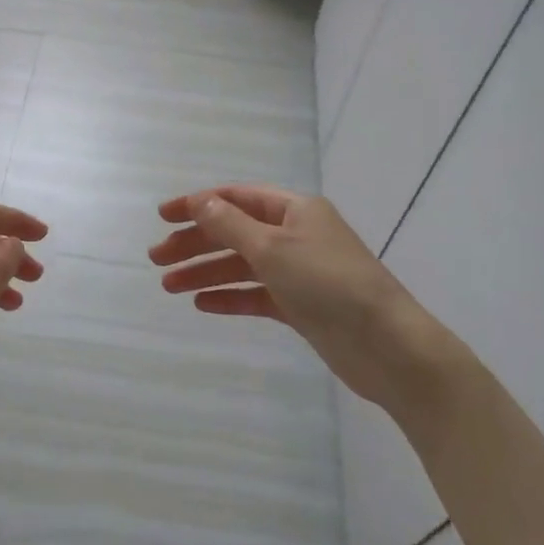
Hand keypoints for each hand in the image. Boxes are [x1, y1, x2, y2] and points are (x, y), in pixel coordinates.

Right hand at [150, 185, 452, 408]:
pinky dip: (230, 297)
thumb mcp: (272, 248)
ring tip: (168, 286)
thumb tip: (199, 200)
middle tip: (156, 259)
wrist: (387, 346)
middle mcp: (295, 235)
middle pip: (234, 232)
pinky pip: (257, 295)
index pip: (236, 198)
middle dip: (195, 243)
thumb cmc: (328, 284)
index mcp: (294, 210)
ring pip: (242, 265)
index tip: (162, 218)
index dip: (197, 204)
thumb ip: (230, 225)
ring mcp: (298, 271)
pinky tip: (202, 305)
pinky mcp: (301, 305)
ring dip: (206, 272)